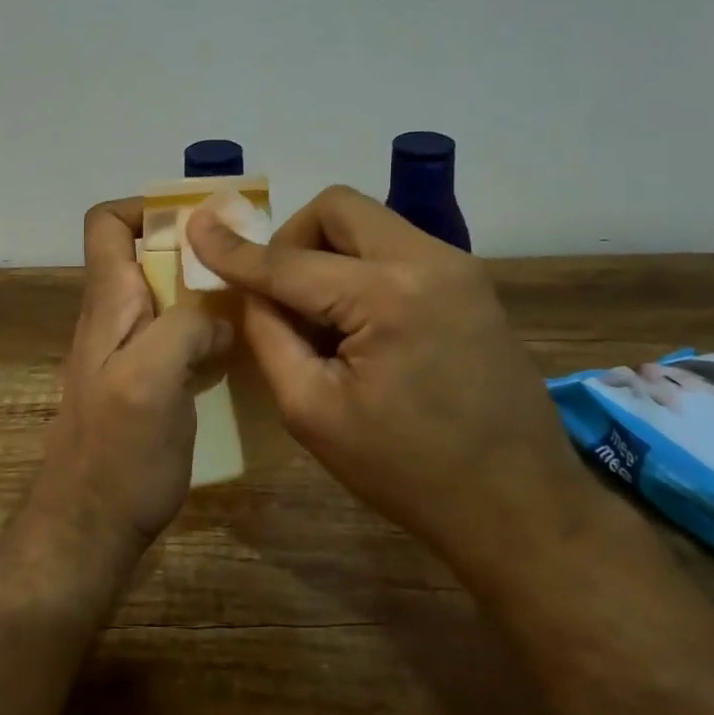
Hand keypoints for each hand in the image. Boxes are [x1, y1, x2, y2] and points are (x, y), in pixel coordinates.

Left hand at [34, 199, 232, 556]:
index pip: (106, 224)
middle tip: (251, 263)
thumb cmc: (117, 454)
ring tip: (257, 301)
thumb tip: (218, 316)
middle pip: (148, 257)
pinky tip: (243, 353)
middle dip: (196, 250)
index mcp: (108, 303)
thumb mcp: (151, 378)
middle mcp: (115, 319)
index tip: (202, 221)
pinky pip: (180, 338)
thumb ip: (185, 327)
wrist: (90, 530)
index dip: (147, 208)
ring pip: (169, 298)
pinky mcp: (148, 385)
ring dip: (208, 292)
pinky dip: (210, 332)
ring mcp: (130, 354)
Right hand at [184, 185, 587, 559]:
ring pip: (369, 223)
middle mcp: (428, 259)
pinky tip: (362, 324)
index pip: (289, 261)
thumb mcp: (313, 412)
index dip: (234, 249)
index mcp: (386, 295)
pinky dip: (362, 267)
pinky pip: (397, 247)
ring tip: (323, 318)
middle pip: (337, 208)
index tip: (194, 228)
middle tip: (282, 295)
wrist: (520, 506)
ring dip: (329, 253)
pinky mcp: (470, 282)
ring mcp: (457, 266)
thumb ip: (269, 337)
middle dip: (293, 239)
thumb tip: (249, 289)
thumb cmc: (407, 472)